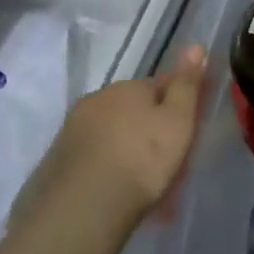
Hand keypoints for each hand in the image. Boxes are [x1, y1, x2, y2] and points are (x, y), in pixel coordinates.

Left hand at [15, 46, 207, 241]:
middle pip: (133, 110)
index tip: (188, 131)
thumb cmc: (142, 159)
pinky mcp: (56, 160)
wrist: (83, 208)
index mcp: (127, 87)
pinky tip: (116, 189)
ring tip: (141, 183)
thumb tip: (196, 46)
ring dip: (127, 149)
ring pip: (112, 133)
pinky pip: (93, 156)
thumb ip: (187, 84)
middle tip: (167, 162)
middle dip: (149, 129)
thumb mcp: (178, 120)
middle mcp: (96, 100)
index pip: (161, 86)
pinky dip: (107, 167)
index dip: (178, 106)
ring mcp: (72, 130)